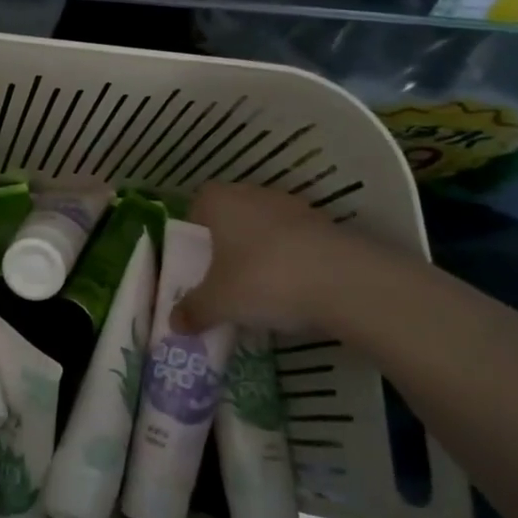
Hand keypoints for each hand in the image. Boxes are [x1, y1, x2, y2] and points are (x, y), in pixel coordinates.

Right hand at [177, 182, 393, 336]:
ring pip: (266, 229)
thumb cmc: (263, 278)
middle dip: (228, 245)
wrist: (343, 281)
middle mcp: (253, 194)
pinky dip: (292, 262)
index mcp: (220, 200)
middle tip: (225, 279)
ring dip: (261, 253)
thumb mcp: (219, 303)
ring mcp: (293, 207)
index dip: (195, 231)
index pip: (198, 205)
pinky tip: (295, 292)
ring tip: (261, 291)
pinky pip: (296, 243)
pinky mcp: (325, 226)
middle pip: (232, 216)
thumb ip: (194, 310)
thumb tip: (174, 323)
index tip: (197, 261)